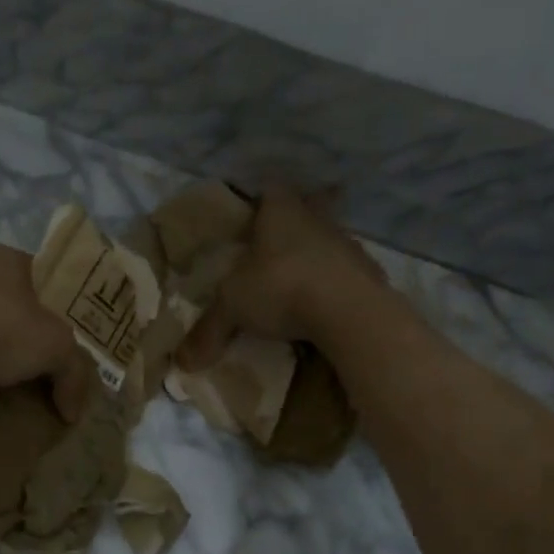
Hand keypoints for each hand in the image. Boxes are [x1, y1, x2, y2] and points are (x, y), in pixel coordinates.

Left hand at [0, 244, 95, 419]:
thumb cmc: (4, 333)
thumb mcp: (58, 351)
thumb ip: (74, 374)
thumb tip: (74, 412)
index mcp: (5, 257)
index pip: (37, 273)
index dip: (51, 302)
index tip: (57, 331)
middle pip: (1, 292)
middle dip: (14, 320)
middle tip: (29, 353)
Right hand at [177, 186, 385, 368]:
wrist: (352, 311)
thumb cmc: (282, 288)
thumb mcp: (232, 308)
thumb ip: (208, 330)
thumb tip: (182, 362)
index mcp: (281, 211)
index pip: (270, 191)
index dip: (260, 202)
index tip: (251, 219)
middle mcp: (317, 219)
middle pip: (307, 209)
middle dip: (293, 225)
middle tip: (275, 249)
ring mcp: (348, 245)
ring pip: (328, 242)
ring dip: (315, 258)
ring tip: (297, 285)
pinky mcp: (371, 274)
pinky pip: (346, 275)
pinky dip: (334, 287)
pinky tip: (323, 309)